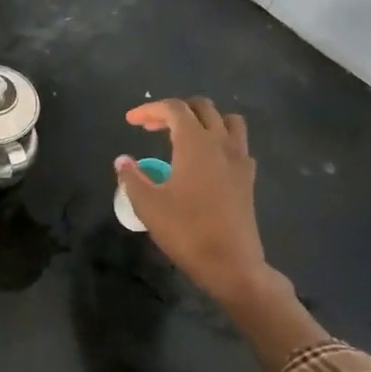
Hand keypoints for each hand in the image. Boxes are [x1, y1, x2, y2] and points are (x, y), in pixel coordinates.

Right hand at [116, 97, 280, 309]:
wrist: (231, 264)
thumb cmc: (186, 231)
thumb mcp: (148, 205)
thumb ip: (132, 178)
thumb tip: (122, 161)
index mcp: (195, 143)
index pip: (174, 109)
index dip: (149, 109)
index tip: (130, 121)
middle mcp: (221, 143)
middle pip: (202, 108)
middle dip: (174, 111)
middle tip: (151, 127)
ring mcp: (240, 159)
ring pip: (227, 121)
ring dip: (204, 120)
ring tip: (183, 136)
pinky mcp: (248, 178)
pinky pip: (238, 144)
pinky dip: (220, 141)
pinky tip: (206, 161)